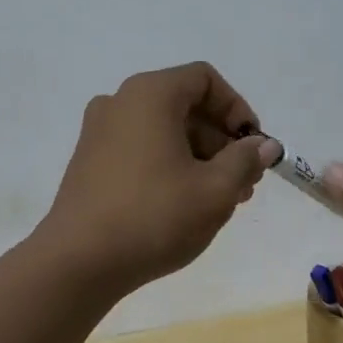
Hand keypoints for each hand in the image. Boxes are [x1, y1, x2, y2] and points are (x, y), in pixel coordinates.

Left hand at [38, 63, 282, 292]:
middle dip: (220, 141)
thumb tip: (264, 145)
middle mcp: (119, 103)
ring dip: (198, 158)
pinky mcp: (88, 162)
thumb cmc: (154, 216)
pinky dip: (168, 166)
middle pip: (183, 106)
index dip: (237, 109)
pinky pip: (139, 150)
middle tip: (244, 182)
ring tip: (220, 200)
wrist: (78, 262)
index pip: (204, 80)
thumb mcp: (215, 190)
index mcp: (149, 95)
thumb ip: (245, 160)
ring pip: (162, 131)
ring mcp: (98, 133)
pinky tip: (183, 205)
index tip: (253, 147)